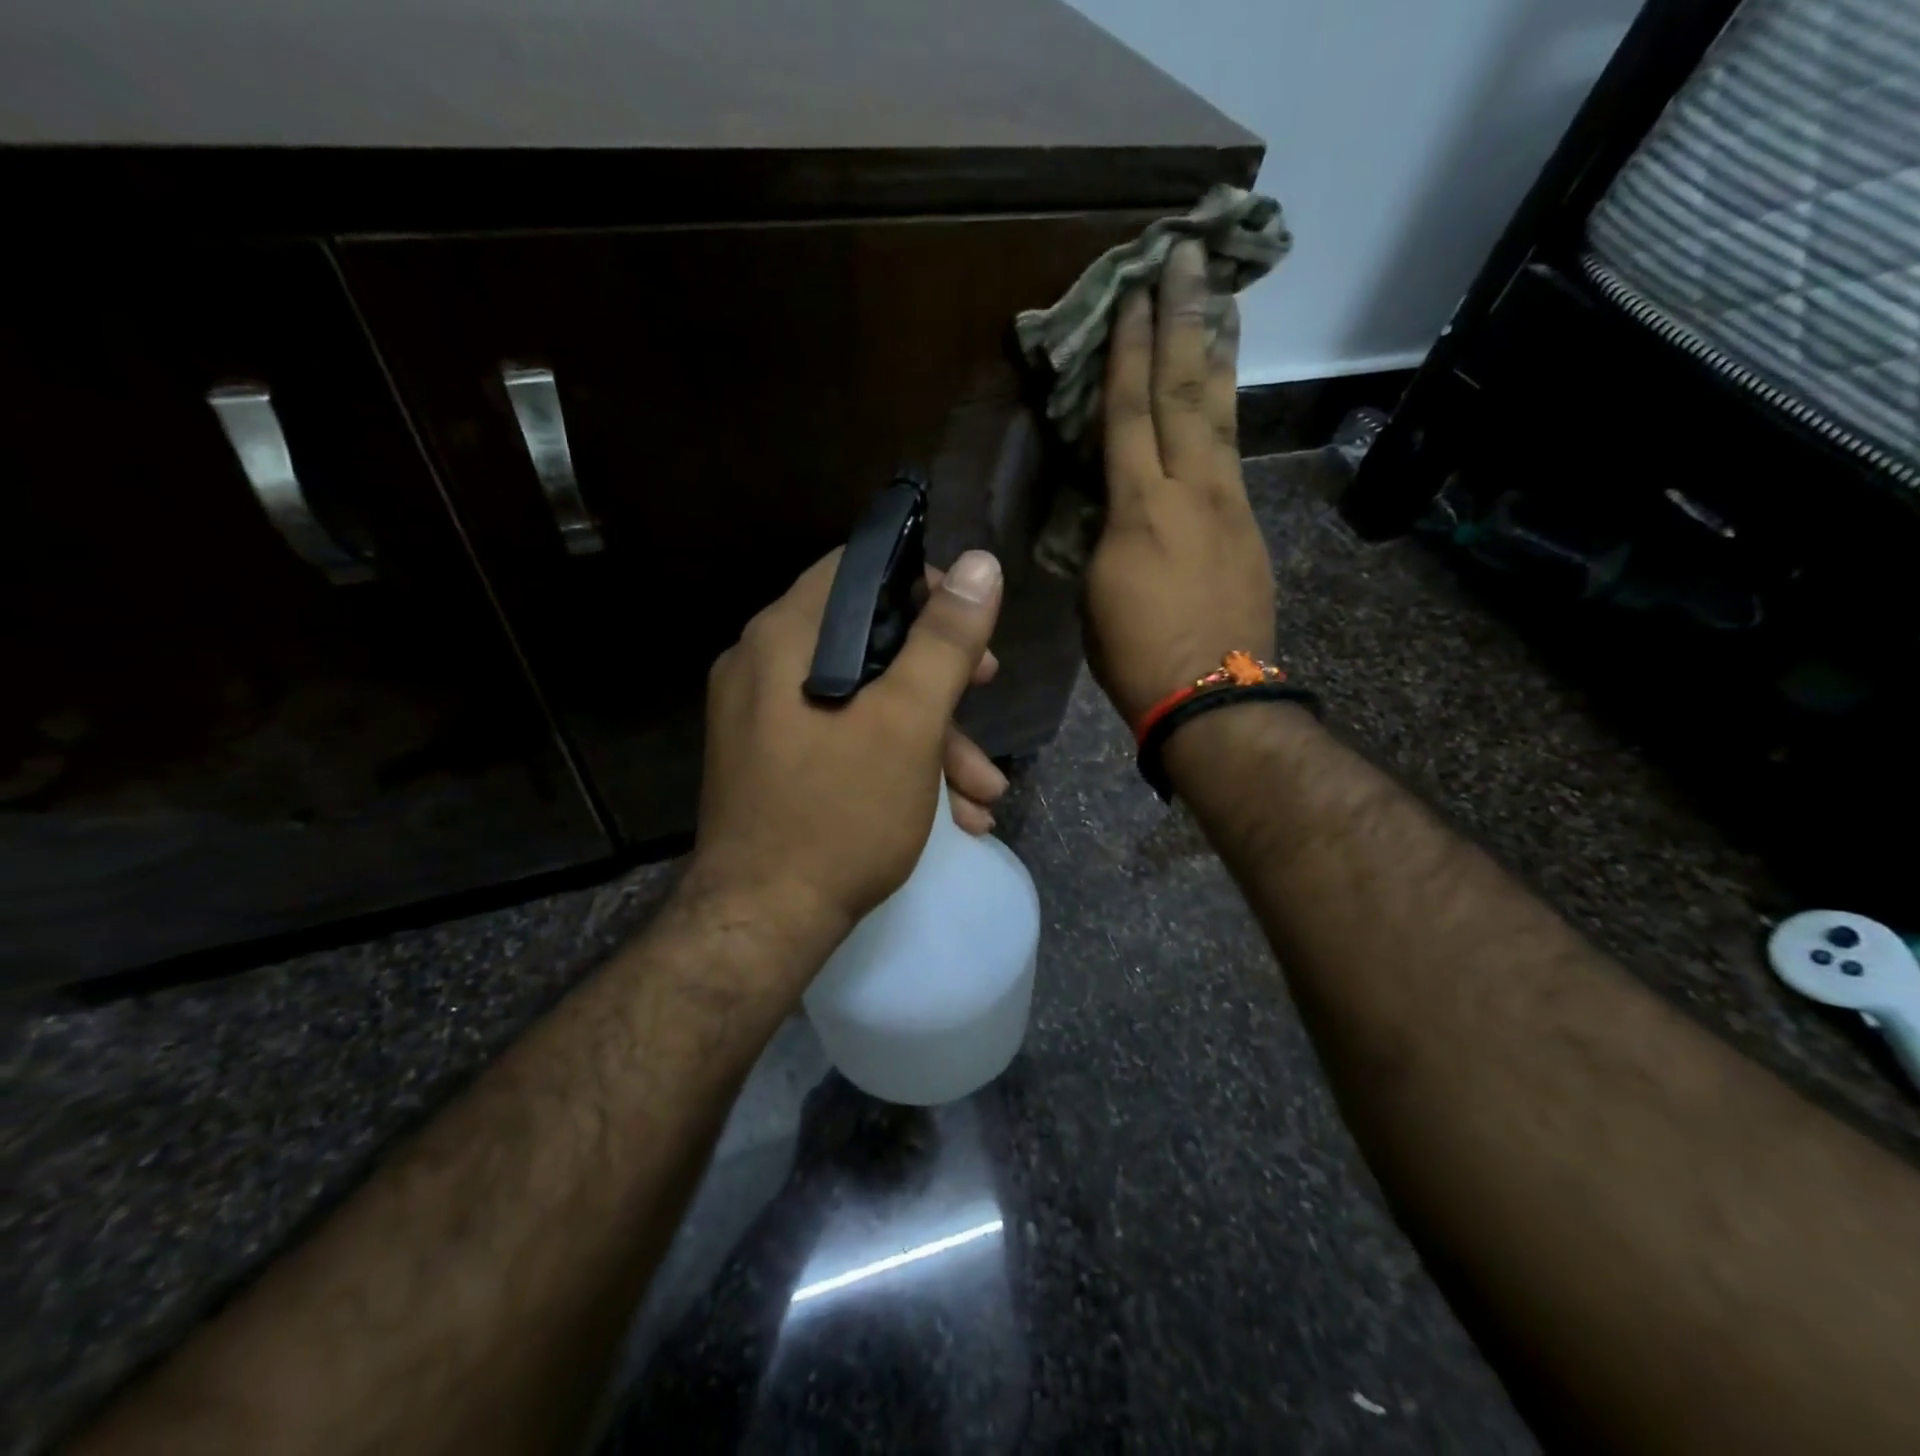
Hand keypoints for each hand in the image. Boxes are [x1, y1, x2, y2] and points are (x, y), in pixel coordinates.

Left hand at [688, 548, 1007, 947]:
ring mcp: (763, 717)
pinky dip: (894, 762)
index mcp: (785, 637)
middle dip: (940, 676)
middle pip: (867, 639)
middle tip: (987, 692)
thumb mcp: (909, 723)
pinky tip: (949, 813)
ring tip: (983, 794)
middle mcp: (763, 665)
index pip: (857, 570)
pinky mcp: (772, 761)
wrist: (764, 924)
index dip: (923, 582)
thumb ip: (945, 640)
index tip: (969, 620)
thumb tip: (983, 565)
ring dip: (930, 738)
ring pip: (861, 698)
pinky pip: (841, 737)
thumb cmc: (840, 814)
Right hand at [1086, 239, 1274, 726]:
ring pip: (1222, 412)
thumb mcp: (1096, 592)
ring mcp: (1229, 503)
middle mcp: (1190, 490)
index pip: (1128, 414)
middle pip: (1185, 391)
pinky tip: (1223, 393)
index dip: (1126, 353)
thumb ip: (1102, 535)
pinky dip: (1226, 411)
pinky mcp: (1249, 524)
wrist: (1212, 695)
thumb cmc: (1134, 654)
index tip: (1130, 296)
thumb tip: (1110, 509)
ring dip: (1216, 350)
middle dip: (1182, 319)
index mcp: (1138, 510)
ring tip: (1218, 297)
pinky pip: (1233, 453)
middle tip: (1184, 255)